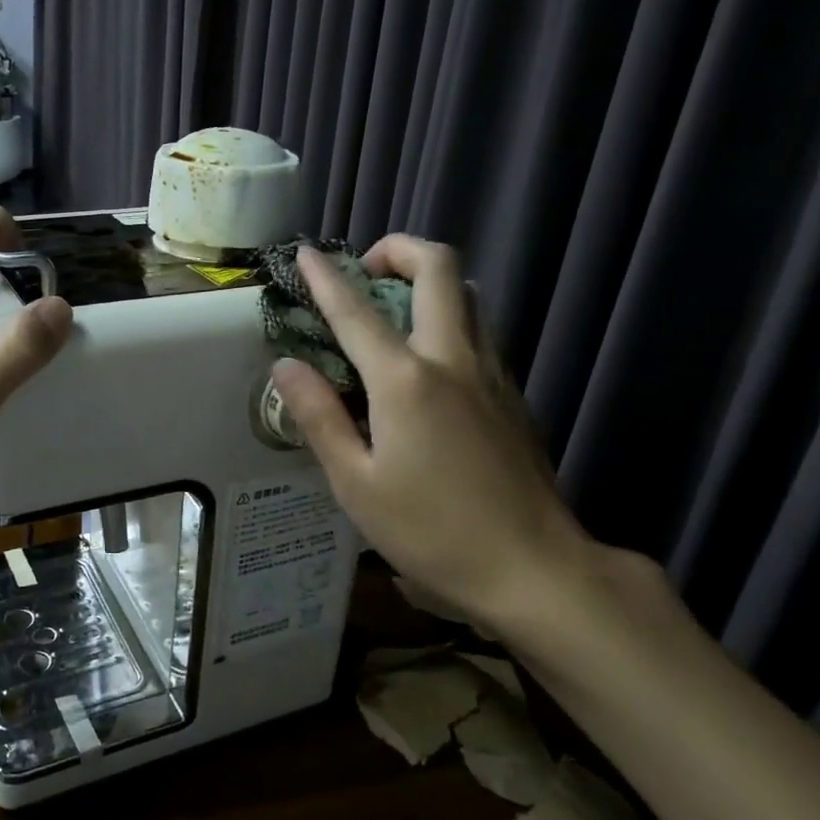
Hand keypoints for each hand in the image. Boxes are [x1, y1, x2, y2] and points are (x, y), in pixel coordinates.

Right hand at [269, 237, 594, 633]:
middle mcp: (453, 359)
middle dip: (399, 249)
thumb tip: (285, 365)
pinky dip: (449, 317)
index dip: (326, 277)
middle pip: (440, 268)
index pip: (356, 311)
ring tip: (393, 310)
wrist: (535, 569)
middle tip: (366, 272)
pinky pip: (480, 329)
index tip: (305, 252)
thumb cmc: (432, 532)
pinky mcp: (513, 394)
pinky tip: (428, 362)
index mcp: (406, 381)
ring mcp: (492, 373)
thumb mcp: (356, 484)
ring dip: (429, 282)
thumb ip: (319, 417)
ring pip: (468, 294)